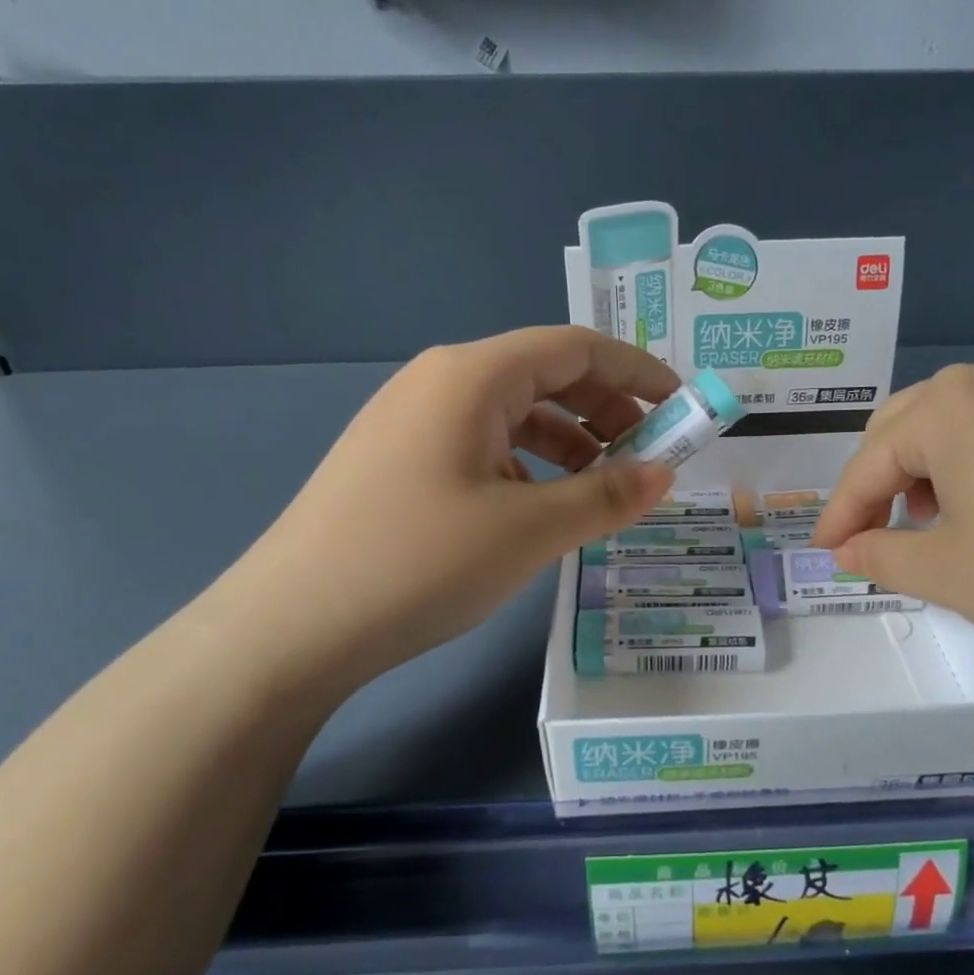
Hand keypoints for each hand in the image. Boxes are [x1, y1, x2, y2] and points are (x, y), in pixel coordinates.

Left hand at [207, 327, 677, 701]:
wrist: (292, 626)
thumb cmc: (421, 563)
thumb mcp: (530, 530)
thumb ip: (607, 495)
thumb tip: (663, 474)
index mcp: (473, 376)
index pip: (576, 348)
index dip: (637, 371)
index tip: (681, 405)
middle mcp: (440, 382)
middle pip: (544, 375)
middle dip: (607, 409)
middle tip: (651, 452)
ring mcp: (411, 420)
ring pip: (512, 414)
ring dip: (569, 441)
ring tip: (605, 486)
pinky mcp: (396, 460)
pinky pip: (480, 444)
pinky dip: (526, 464)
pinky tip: (541, 507)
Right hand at [811, 356, 973, 665]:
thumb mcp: (946, 573)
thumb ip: (880, 556)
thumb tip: (847, 550)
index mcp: (945, 407)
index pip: (869, 463)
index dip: (841, 513)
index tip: (825, 552)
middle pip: (905, 427)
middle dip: (879, 482)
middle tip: (873, 534)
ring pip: (953, 422)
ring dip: (924, 468)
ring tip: (933, 521)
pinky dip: (973, 461)